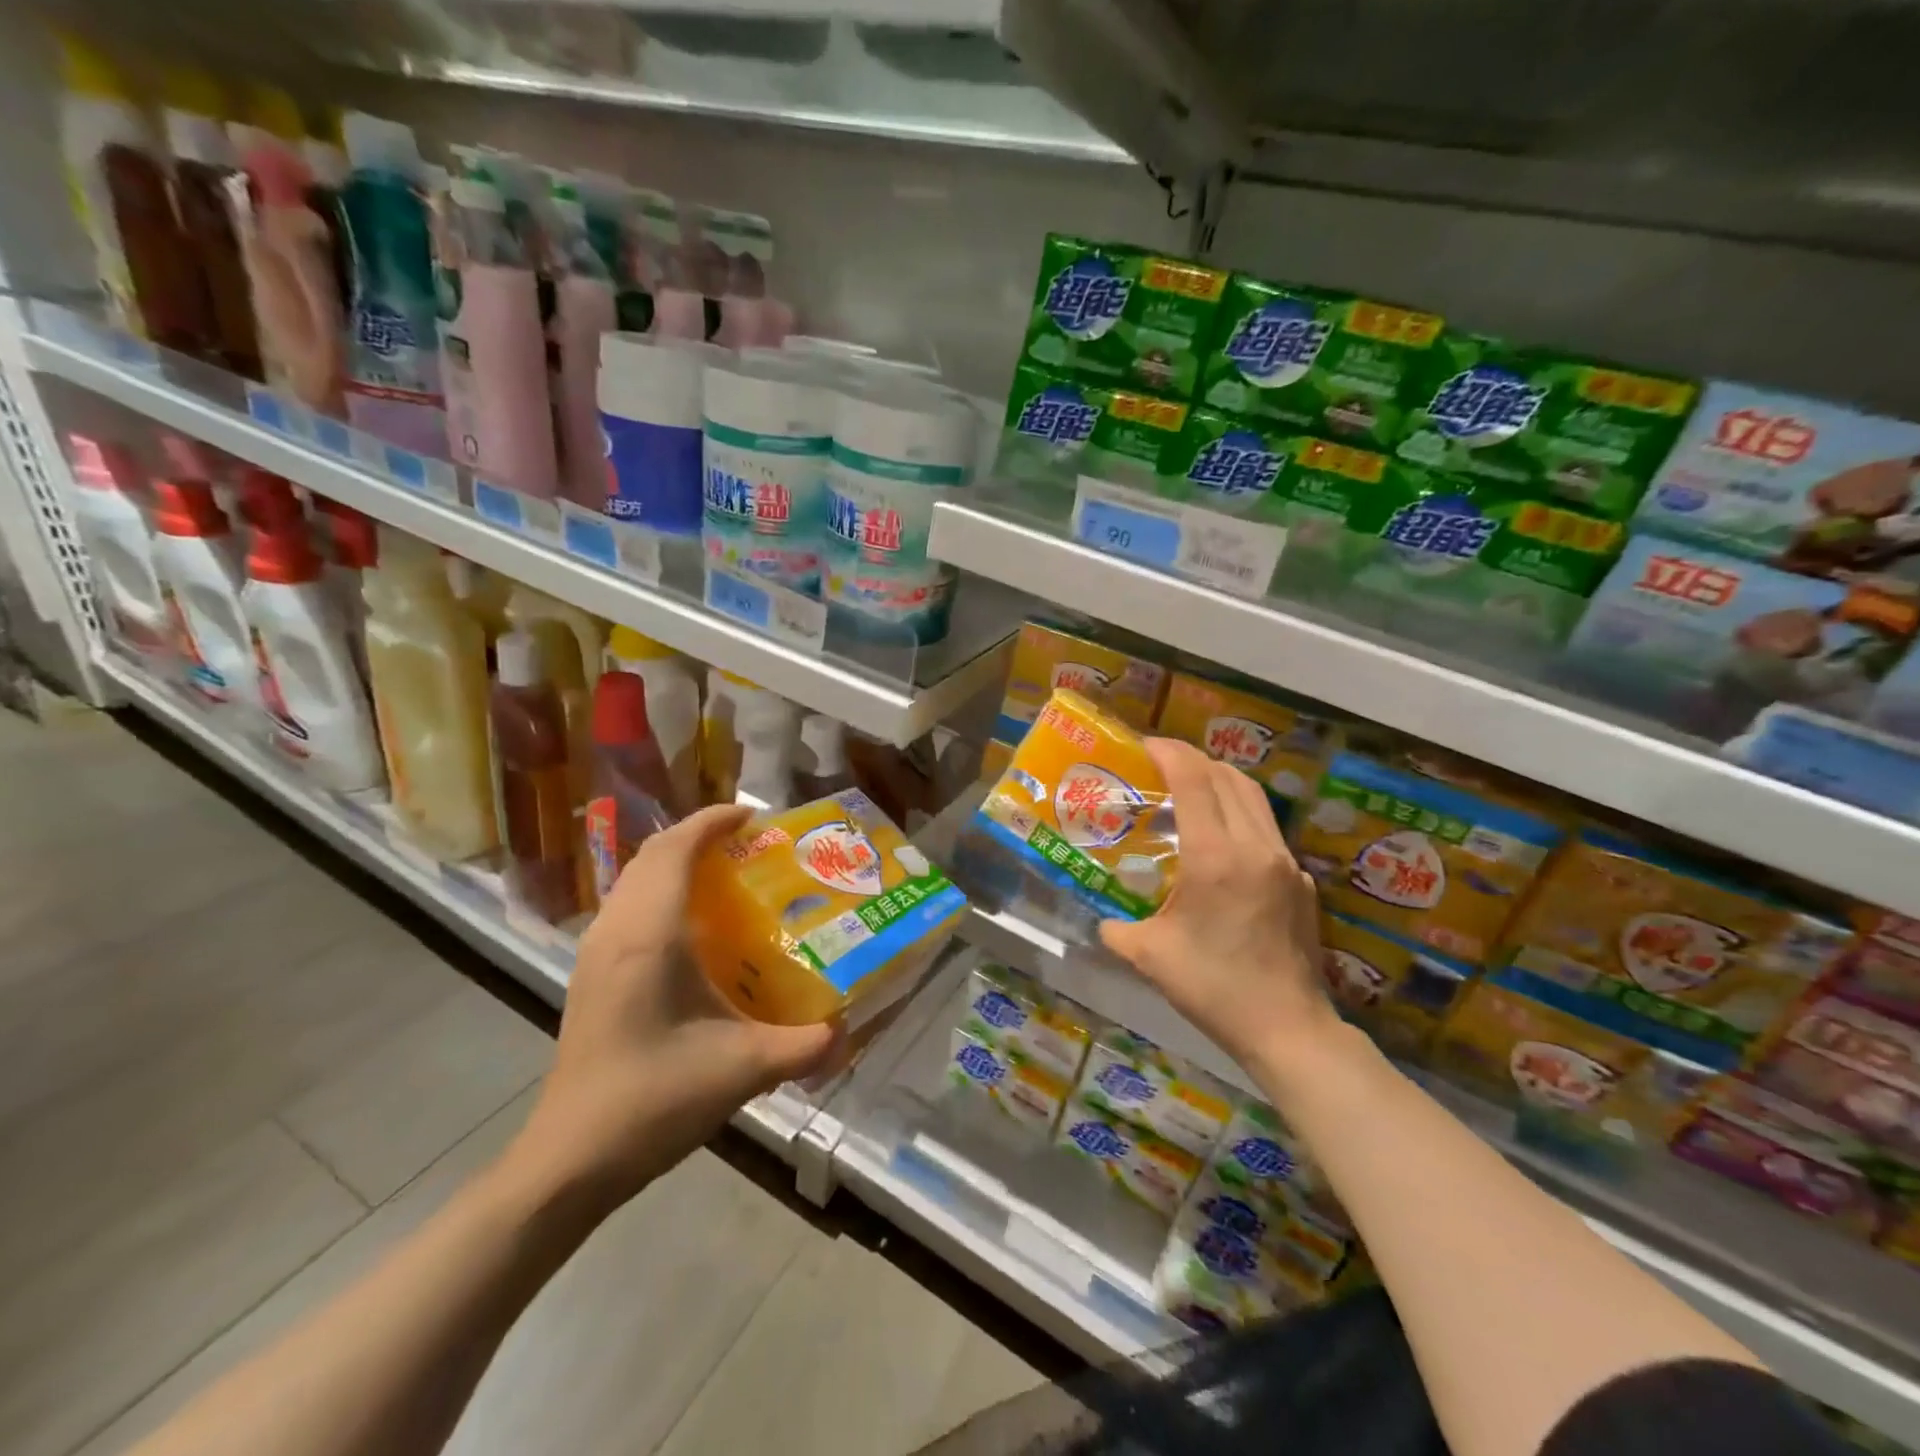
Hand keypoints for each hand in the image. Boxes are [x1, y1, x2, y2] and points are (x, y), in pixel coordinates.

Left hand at [505, 805, 835, 1209]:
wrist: (569, 1160)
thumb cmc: (652, 1100)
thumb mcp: (742, 1070)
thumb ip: (803, 1047)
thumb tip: (849, 1032)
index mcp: (649, 935)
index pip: (675, 849)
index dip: (713, 821)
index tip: (754, 817)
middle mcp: (617, 931)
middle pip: (652, 855)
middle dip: (698, 835)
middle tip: (748, 845)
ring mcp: (596, 953)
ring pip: (634, 879)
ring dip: (676, 862)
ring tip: (725, 875)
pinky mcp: (591, 976)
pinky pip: (627, 906)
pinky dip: (660, 891)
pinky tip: (692, 927)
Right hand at [1098, 739, 1340, 1083]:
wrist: (1288, 1028)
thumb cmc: (1213, 988)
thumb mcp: (1150, 957)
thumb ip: (1116, 930)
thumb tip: (1102, 922)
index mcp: (1215, 856)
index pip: (1193, 779)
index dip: (1167, 752)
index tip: (1141, 746)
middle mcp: (1254, 846)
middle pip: (1226, 776)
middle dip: (1190, 760)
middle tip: (1158, 765)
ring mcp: (1284, 861)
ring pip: (1252, 796)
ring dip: (1218, 780)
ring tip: (1187, 789)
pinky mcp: (1299, 880)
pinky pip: (1265, 827)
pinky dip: (1238, 812)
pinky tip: (1218, 839)